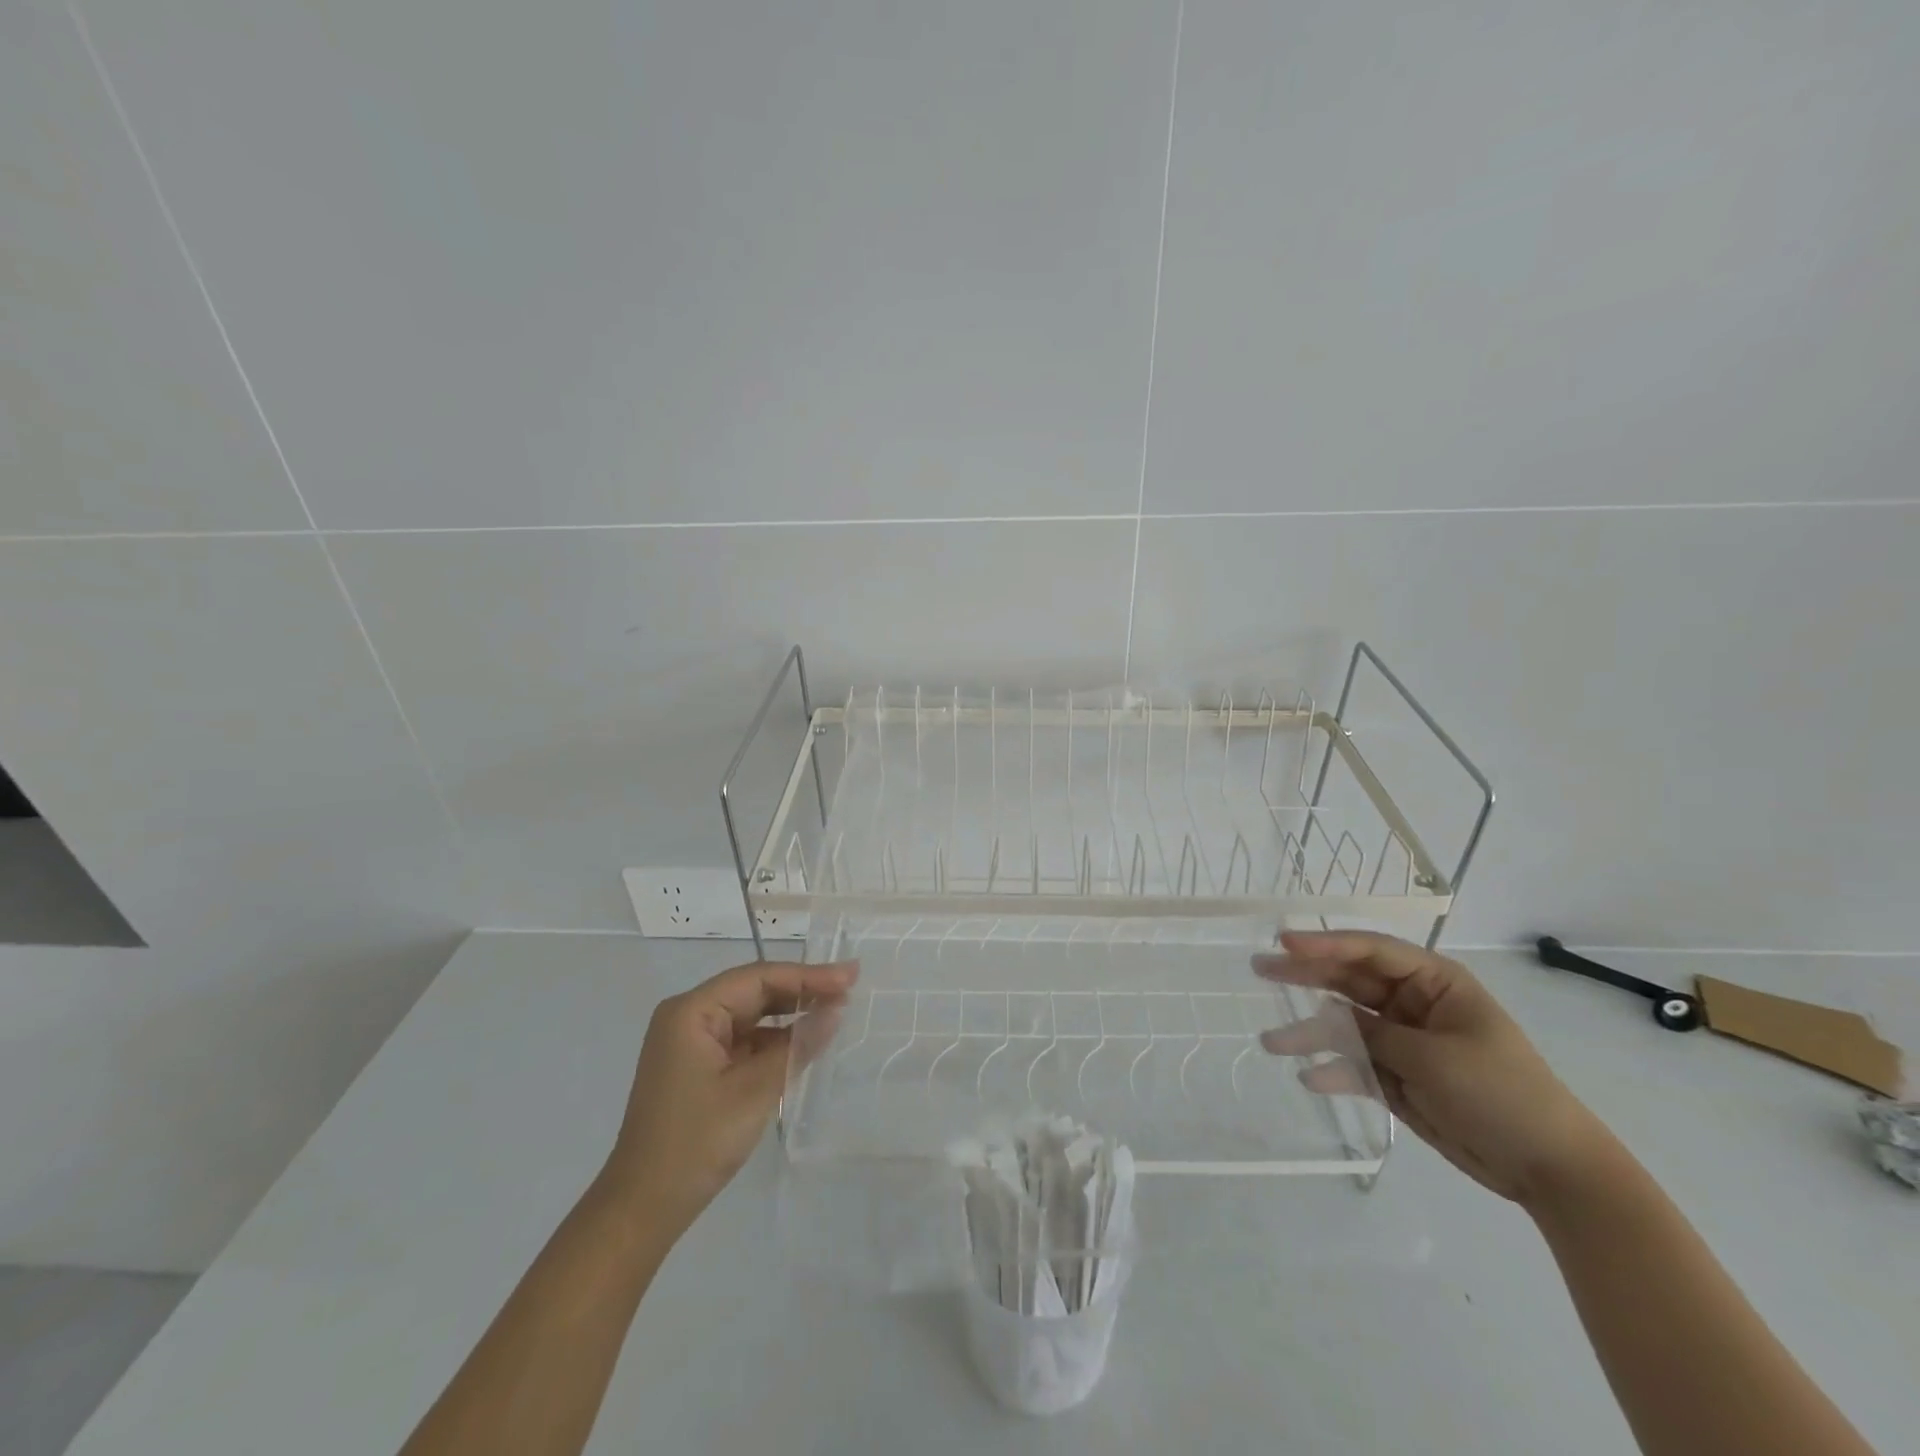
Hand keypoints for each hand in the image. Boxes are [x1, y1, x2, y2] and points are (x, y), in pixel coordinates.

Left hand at [601, 959, 857, 1235]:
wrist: (641, 1208)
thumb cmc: (696, 1143)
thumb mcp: (754, 1091)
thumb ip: (797, 1046)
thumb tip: (836, 1009)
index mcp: (692, 1011)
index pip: (759, 978)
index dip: (808, 975)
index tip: (850, 976)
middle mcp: (688, 1016)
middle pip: (754, 990)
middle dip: (802, 989)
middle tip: (850, 986)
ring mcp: (691, 1041)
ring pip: (751, 1013)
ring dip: (790, 1013)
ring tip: (835, 1009)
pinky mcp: (698, 1065)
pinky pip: (743, 1038)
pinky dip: (774, 1039)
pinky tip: (804, 1040)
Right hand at [1255, 930, 1611, 1206]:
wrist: (1548, 1168)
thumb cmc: (1501, 1092)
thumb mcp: (1434, 1057)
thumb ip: (1373, 1034)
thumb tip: (1324, 1018)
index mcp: (1434, 982)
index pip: (1371, 950)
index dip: (1326, 943)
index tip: (1285, 942)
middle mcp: (1412, 1003)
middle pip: (1349, 980)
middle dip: (1305, 976)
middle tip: (1260, 968)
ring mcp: (1402, 1040)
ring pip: (1344, 1025)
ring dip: (1310, 1033)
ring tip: (1272, 1042)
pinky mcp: (1396, 1076)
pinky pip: (1354, 1065)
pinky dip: (1334, 1071)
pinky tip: (1312, 1079)